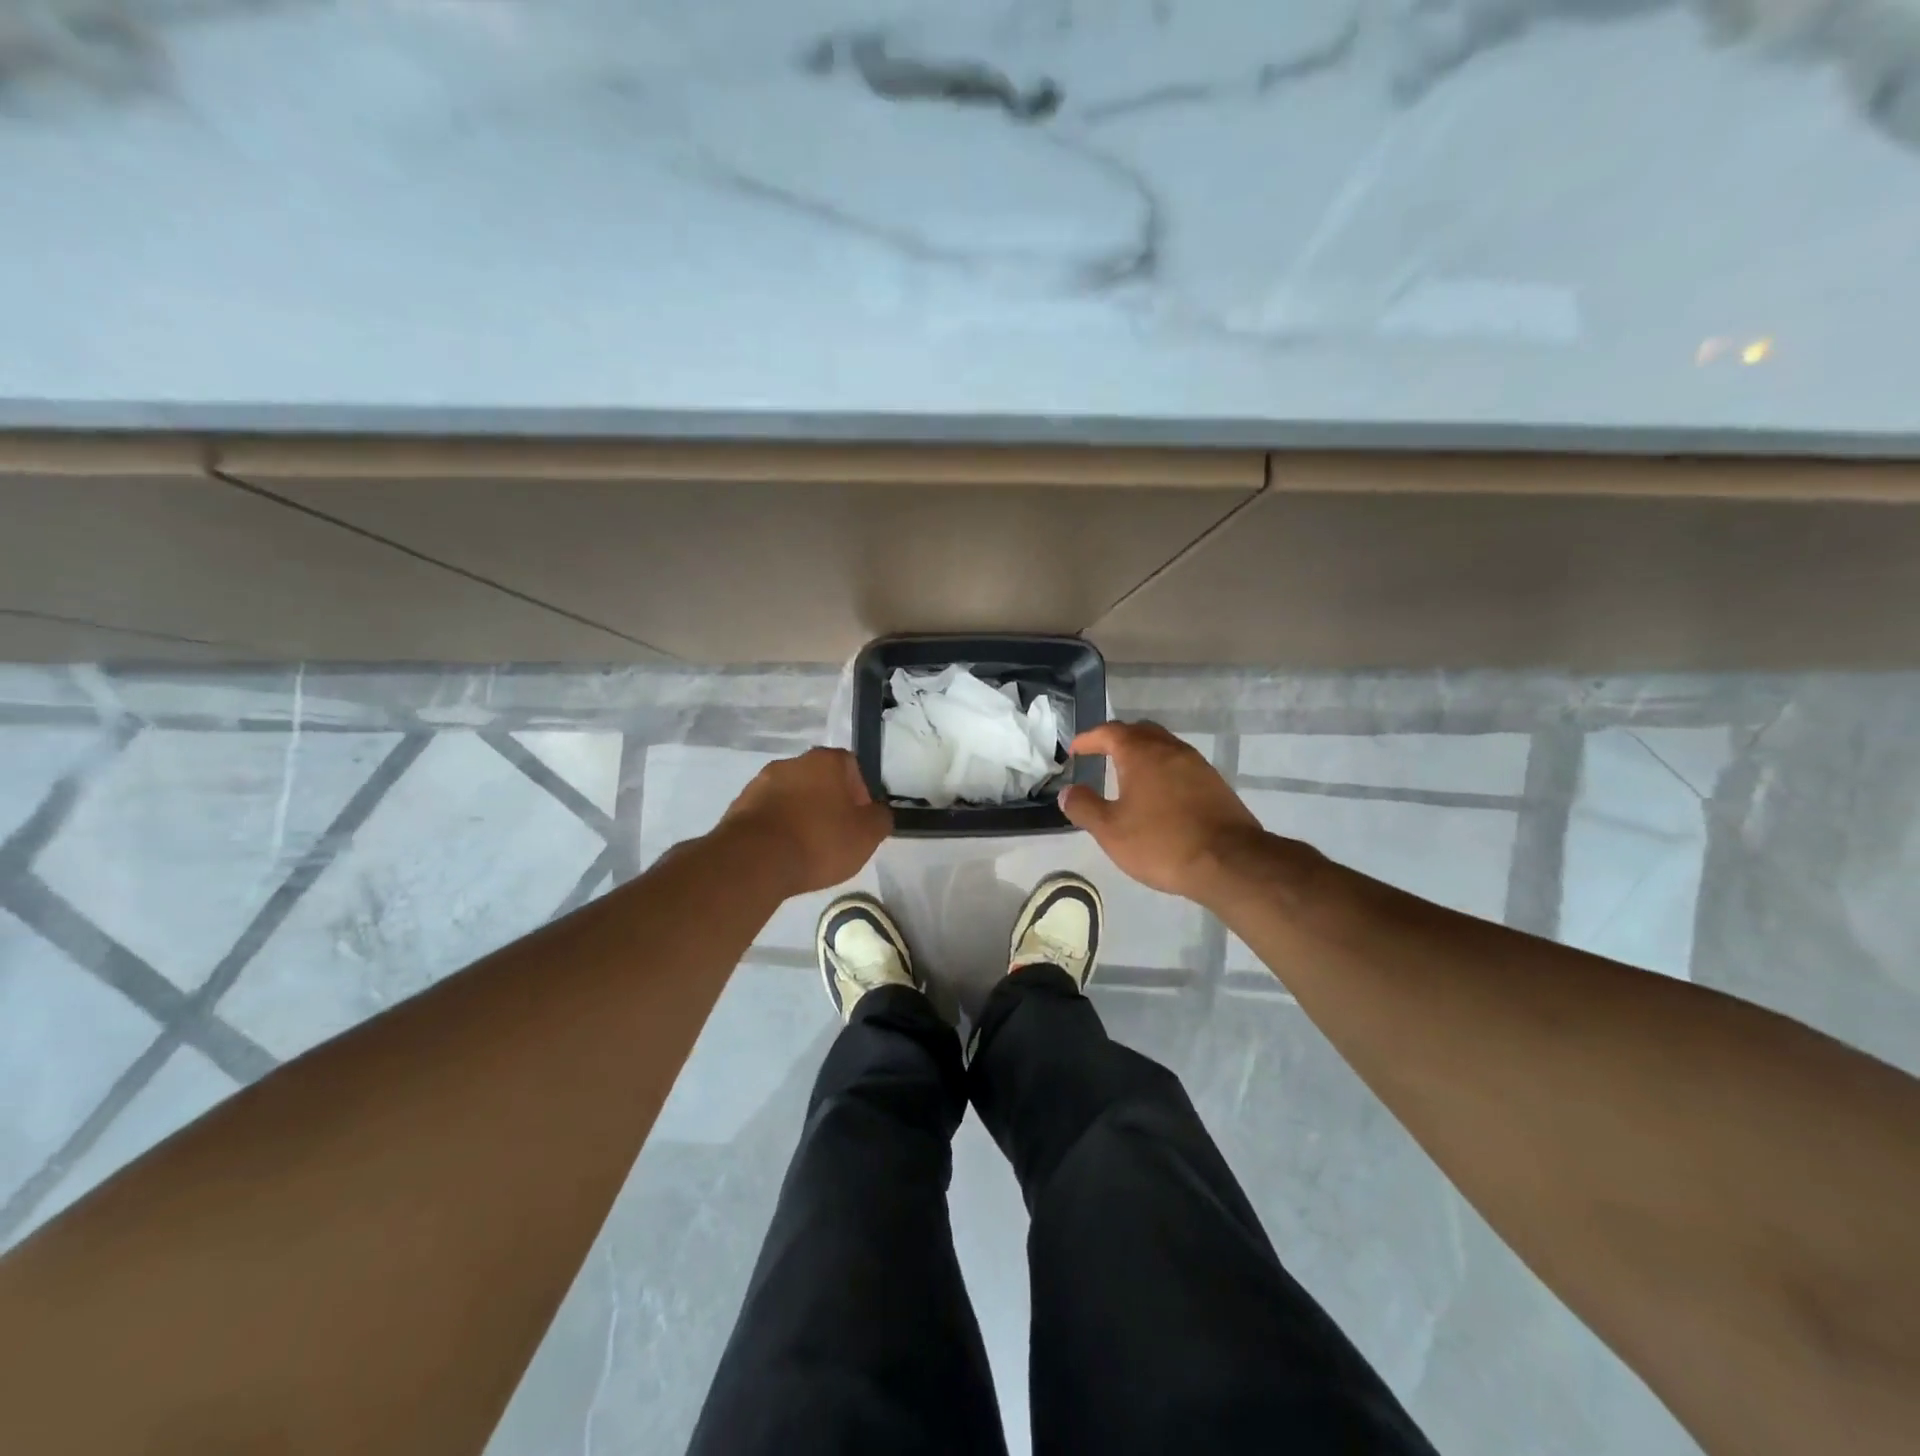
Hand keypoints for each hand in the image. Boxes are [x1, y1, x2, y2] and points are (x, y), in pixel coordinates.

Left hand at [716, 747, 891, 895]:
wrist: (753, 862)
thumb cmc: (819, 841)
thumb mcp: (867, 835)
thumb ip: (881, 818)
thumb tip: (878, 812)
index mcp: (826, 760)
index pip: (852, 766)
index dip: (861, 793)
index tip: (859, 820)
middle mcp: (792, 762)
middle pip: (819, 780)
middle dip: (829, 803)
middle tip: (835, 835)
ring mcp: (760, 782)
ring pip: (792, 796)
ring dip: (801, 815)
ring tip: (806, 849)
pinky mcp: (738, 806)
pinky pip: (768, 814)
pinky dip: (777, 828)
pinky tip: (782, 854)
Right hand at [1060, 720, 1266, 901]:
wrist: (1230, 862)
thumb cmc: (1161, 843)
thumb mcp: (1111, 830)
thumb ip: (1084, 807)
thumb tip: (1068, 791)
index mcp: (1142, 754)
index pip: (1110, 732)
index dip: (1089, 738)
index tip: (1075, 749)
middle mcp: (1171, 750)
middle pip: (1140, 731)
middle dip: (1118, 739)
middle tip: (1101, 753)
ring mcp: (1198, 765)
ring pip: (1164, 747)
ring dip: (1143, 754)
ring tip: (1128, 774)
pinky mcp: (1215, 784)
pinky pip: (1181, 765)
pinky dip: (1163, 770)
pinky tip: (1159, 794)